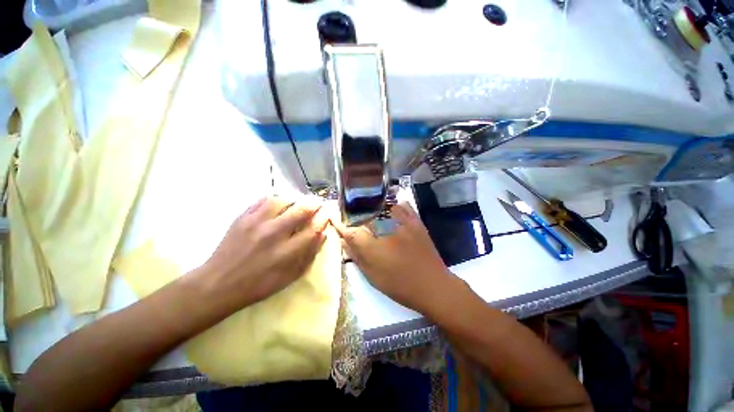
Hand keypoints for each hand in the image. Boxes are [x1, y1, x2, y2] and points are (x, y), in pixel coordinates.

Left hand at [195, 197, 328, 311]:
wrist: (218, 284)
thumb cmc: (259, 284)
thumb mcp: (290, 276)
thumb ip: (309, 255)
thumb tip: (322, 234)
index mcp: (287, 252)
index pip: (313, 229)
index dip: (323, 219)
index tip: (327, 215)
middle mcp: (274, 234)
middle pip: (301, 210)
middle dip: (314, 205)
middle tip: (317, 204)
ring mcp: (256, 223)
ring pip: (283, 200)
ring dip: (295, 200)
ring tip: (298, 204)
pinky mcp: (242, 217)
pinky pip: (263, 200)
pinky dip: (275, 199)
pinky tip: (279, 204)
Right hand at [334, 203, 453, 312]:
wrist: (432, 284)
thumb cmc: (399, 285)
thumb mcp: (372, 275)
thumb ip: (356, 255)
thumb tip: (344, 240)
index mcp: (373, 246)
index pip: (350, 230)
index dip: (340, 224)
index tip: (335, 219)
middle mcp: (386, 230)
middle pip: (364, 213)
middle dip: (354, 213)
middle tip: (351, 215)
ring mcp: (402, 222)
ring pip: (382, 205)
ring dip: (373, 206)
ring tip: (369, 209)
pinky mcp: (415, 221)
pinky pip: (402, 204)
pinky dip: (394, 204)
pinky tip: (390, 207)